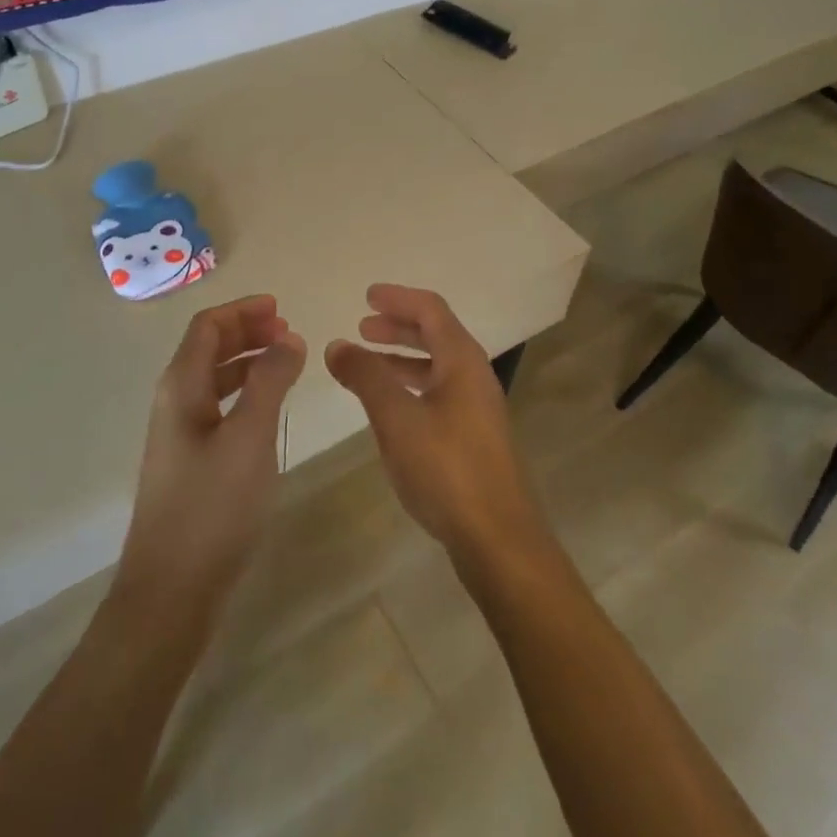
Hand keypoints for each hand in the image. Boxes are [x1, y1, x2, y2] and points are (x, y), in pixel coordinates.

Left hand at [115, 296, 305, 623]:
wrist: (171, 591)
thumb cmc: (213, 507)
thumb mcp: (250, 437)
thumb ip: (270, 381)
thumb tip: (289, 339)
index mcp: (181, 386)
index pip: (207, 326)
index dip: (242, 310)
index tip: (280, 308)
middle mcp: (174, 401)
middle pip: (208, 347)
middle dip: (246, 332)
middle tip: (288, 330)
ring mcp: (179, 433)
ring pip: (213, 377)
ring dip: (247, 361)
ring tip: (286, 361)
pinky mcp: (189, 461)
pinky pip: (217, 406)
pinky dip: (244, 392)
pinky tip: (268, 407)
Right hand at [326, 284, 549, 567]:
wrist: (499, 539)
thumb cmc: (447, 468)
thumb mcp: (397, 418)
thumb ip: (366, 377)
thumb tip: (337, 345)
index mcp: (462, 361)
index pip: (431, 310)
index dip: (398, 298)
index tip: (367, 296)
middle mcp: (474, 376)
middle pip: (436, 334)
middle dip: (398, 327)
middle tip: (363, 326)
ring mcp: (477, 408)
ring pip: (436, 366)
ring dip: (402, 358)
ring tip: (366, 364)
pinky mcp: (474, 437)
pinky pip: (438, 393)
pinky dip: (410, 386)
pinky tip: (389, 407)